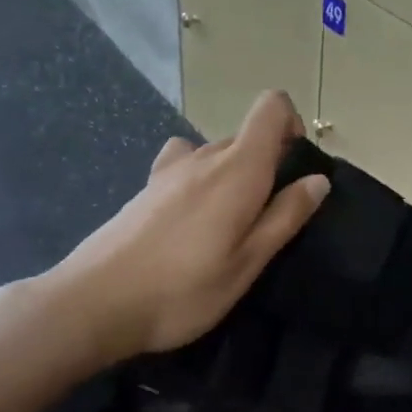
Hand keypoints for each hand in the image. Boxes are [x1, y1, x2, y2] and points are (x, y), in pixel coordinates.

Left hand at [38, 91, 330, 371]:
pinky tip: (190, 223)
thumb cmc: (183, 289)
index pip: (271, 107)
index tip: (295, 166)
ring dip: (232, 176)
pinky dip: (200, 182)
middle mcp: (204, 156)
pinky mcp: (145, 188)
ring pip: (215, 153)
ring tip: (226, 226)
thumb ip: (286, 216)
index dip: (292, 123)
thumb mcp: (248, 262)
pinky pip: (186, 166)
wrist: (93, 304)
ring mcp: (169, 170)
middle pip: (246, 135)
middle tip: (266, 218)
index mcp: (238, 169)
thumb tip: (318, 180)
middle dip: (267, 163)